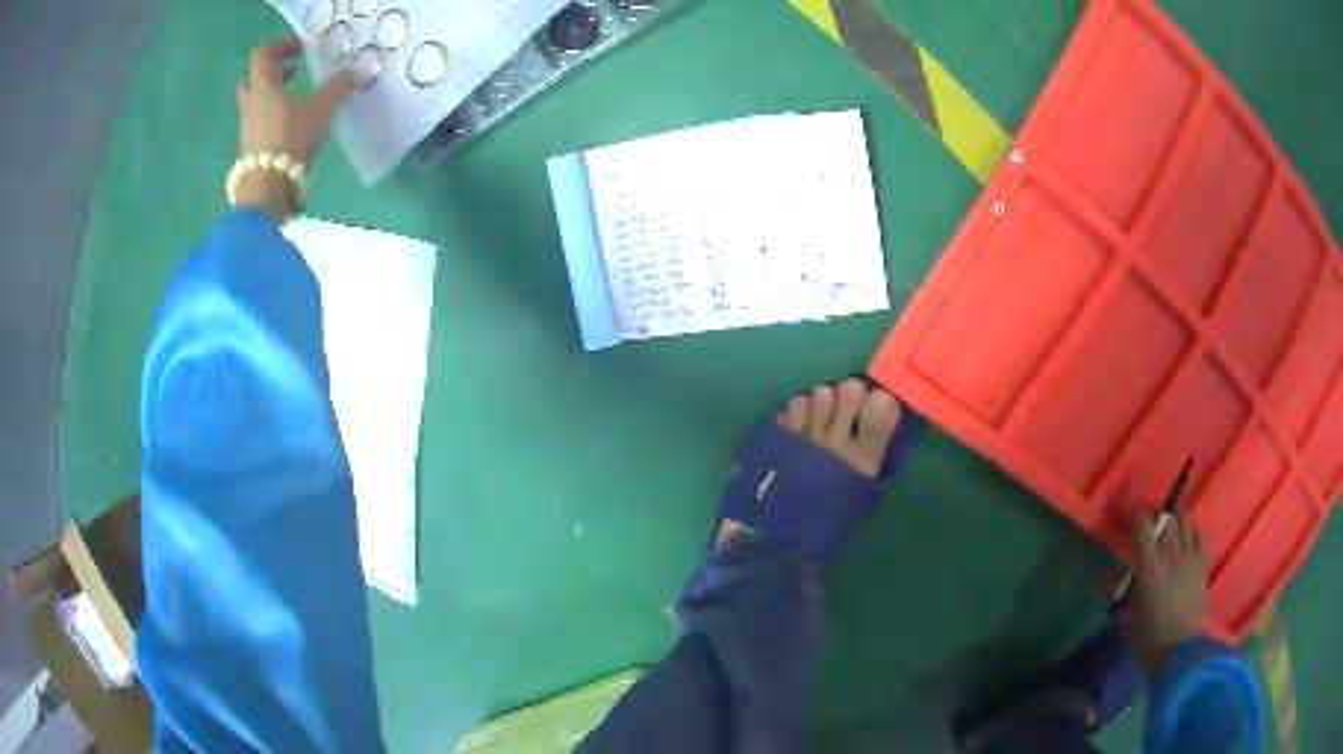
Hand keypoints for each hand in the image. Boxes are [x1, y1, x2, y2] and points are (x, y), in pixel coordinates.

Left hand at [233, 40, 354, 218]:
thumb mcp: (322, 108)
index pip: (262, 52)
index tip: (300, 51)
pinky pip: (258, 122)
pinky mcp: (248, 147)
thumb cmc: (291, 138)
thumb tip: (351, 73)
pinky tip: (292, 126)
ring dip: (273, 96)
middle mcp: (250, 102)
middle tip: (294, 75)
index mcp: (263, 85)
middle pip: (253, 78)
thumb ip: (337, 87)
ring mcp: (246, 126)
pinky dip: (272, 117)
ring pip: (255, 101)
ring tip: (297, 102)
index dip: (281, 46)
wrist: (267, 188)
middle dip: (273, 72)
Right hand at [1121, 508, 1208, 676]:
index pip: (1142, 524)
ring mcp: (1190, 556)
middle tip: (1145, 524)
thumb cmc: (1149, 638)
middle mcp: (1172, 553)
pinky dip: (1190, 531)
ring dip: (1173, 519)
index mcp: (1150, 565)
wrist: (1180, 652)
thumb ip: (1121, 589)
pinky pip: (1198, 534)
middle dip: (1154, 515)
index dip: (1132, 512)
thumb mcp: (1128, 617)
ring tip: (1167, 529)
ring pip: (1184, 519)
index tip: (1123, 511)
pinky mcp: (1202, 563)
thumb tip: (1104, 575)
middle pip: (1165, 517)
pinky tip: (1184, 541)